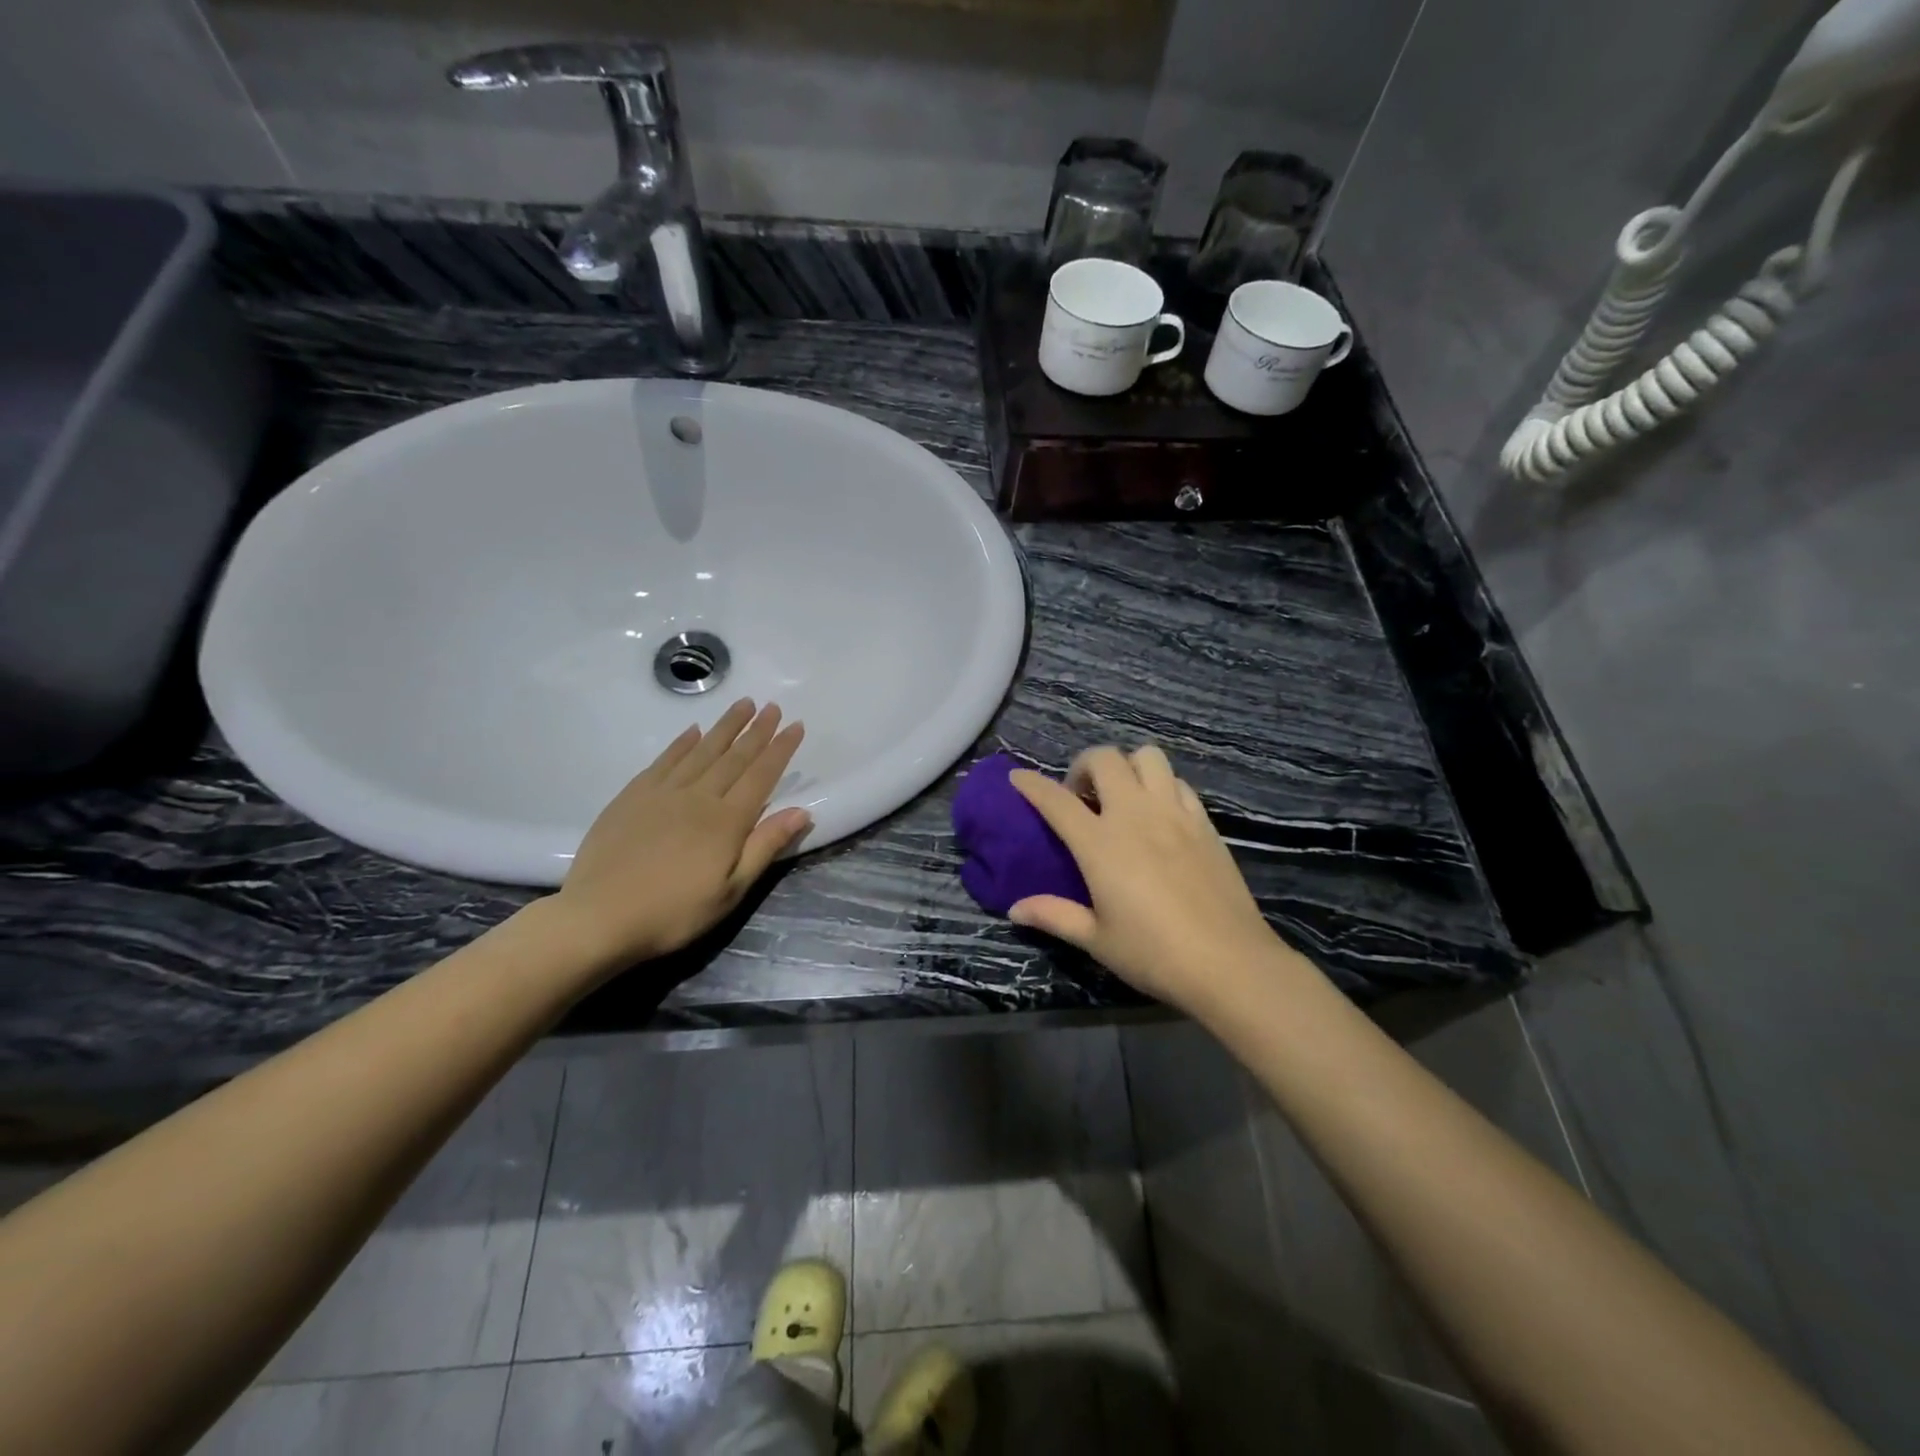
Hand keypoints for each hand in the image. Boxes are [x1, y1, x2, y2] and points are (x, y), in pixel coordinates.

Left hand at [551, 699, 809, 969]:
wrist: (599, 918)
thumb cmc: (674, 912)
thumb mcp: (731, 891)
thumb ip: (765, 847)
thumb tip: (801, 811)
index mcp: (727, 821)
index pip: (761, 776)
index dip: (780, 750)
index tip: (795, 725)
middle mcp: (698, 797)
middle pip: (734, 757)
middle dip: (756, 731)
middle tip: (772, 706)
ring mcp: (662, 793)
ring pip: (701, 751)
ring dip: (724, 727)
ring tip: (742, 705)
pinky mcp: (632, 797)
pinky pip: (664, 761)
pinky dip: (681, 743)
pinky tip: (692, 731)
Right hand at [1009, 746, 1296, 1013]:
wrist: (1229, 962)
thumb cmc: (1154, 953)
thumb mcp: (1097, 939)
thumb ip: (1055, 915)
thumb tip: (1015, 910)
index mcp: (1100, 843)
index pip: (1056, 800)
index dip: (1032, 784)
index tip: (1018, 778)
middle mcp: (1135, 814)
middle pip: (1105, 759)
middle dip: (1083, 766)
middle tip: (1081, 797)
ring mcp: (1174, 813)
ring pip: (1148, 757)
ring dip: (1127, 766)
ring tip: (1122, 796)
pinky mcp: (1204, 822)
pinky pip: (1178, 783)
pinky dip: (1160, 786)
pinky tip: (1159, 814)